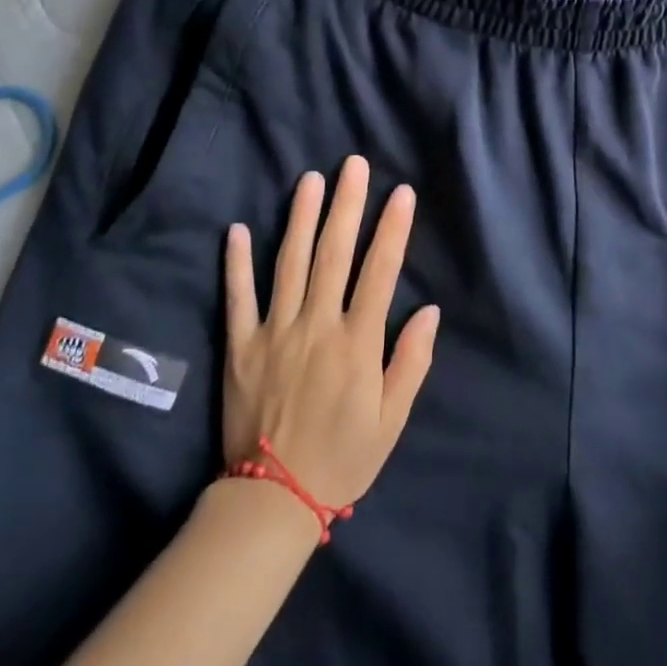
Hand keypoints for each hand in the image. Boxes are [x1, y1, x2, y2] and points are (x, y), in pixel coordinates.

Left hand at [222, 156, 439, 508]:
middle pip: (334, 254)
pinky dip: (236, 263)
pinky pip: (237, 297)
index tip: (401, 193)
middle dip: (347, 205)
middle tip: (353, 165)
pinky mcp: (240, 346)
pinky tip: (237, 229)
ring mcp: (274, 333)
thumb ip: (411, 362)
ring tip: (309, 180)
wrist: (272, 500)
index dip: (393, 229)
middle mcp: (316, 326)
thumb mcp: (392, 419)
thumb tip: (430, 310)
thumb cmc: (343, 457)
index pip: (380, 272)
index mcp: (356, 343)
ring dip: (300, 218)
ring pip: (289, 263)